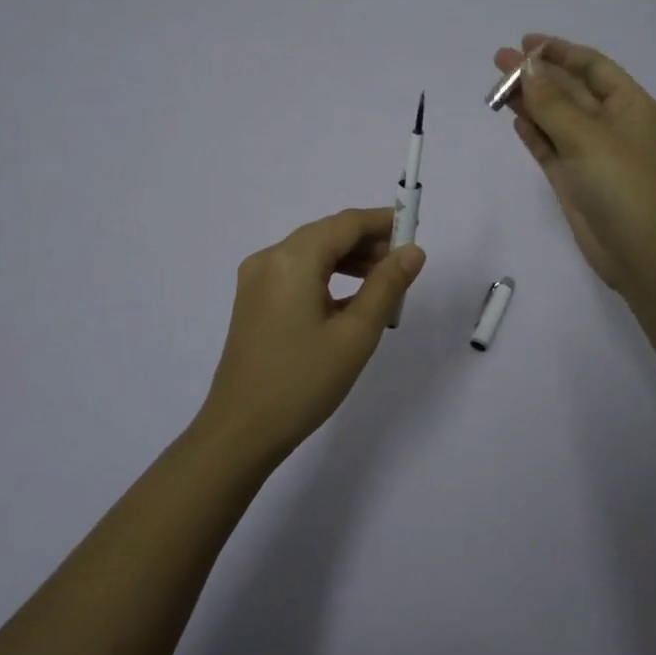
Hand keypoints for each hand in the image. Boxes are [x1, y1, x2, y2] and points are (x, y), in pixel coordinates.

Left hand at [193, 207, 426, 467]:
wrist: (240, 431)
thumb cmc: (303, 382)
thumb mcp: (356, 334)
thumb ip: (387, 286)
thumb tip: (413, 251)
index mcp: (292, 259)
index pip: (346, 223)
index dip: (383, 223)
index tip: (415, 232)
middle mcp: (269, 258)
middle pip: (327, 234)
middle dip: (367, 243)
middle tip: (404, 266)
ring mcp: (256, 280)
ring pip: (312, 253)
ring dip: (349, 260)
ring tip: (384, 285)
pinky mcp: (253, 300)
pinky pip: (296, 273)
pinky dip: (326, 277)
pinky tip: (351, 301)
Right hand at [493, 35, 655, 295]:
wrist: (642, 253)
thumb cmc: (623, 185)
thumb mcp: (587, 137)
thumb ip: (552, 102)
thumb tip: (526, 66)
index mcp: (627, 105)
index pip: (591, 66)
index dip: (559, 51)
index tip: (525, 42)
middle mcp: (609, 124)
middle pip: (569, 89)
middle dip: (536, 74)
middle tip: (497, 61)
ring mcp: (590, 153)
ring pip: (555, 118)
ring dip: (529, 102)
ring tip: (495, 88)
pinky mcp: (573, 179)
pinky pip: (549, 147)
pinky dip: (533, 133)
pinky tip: (513, 119)